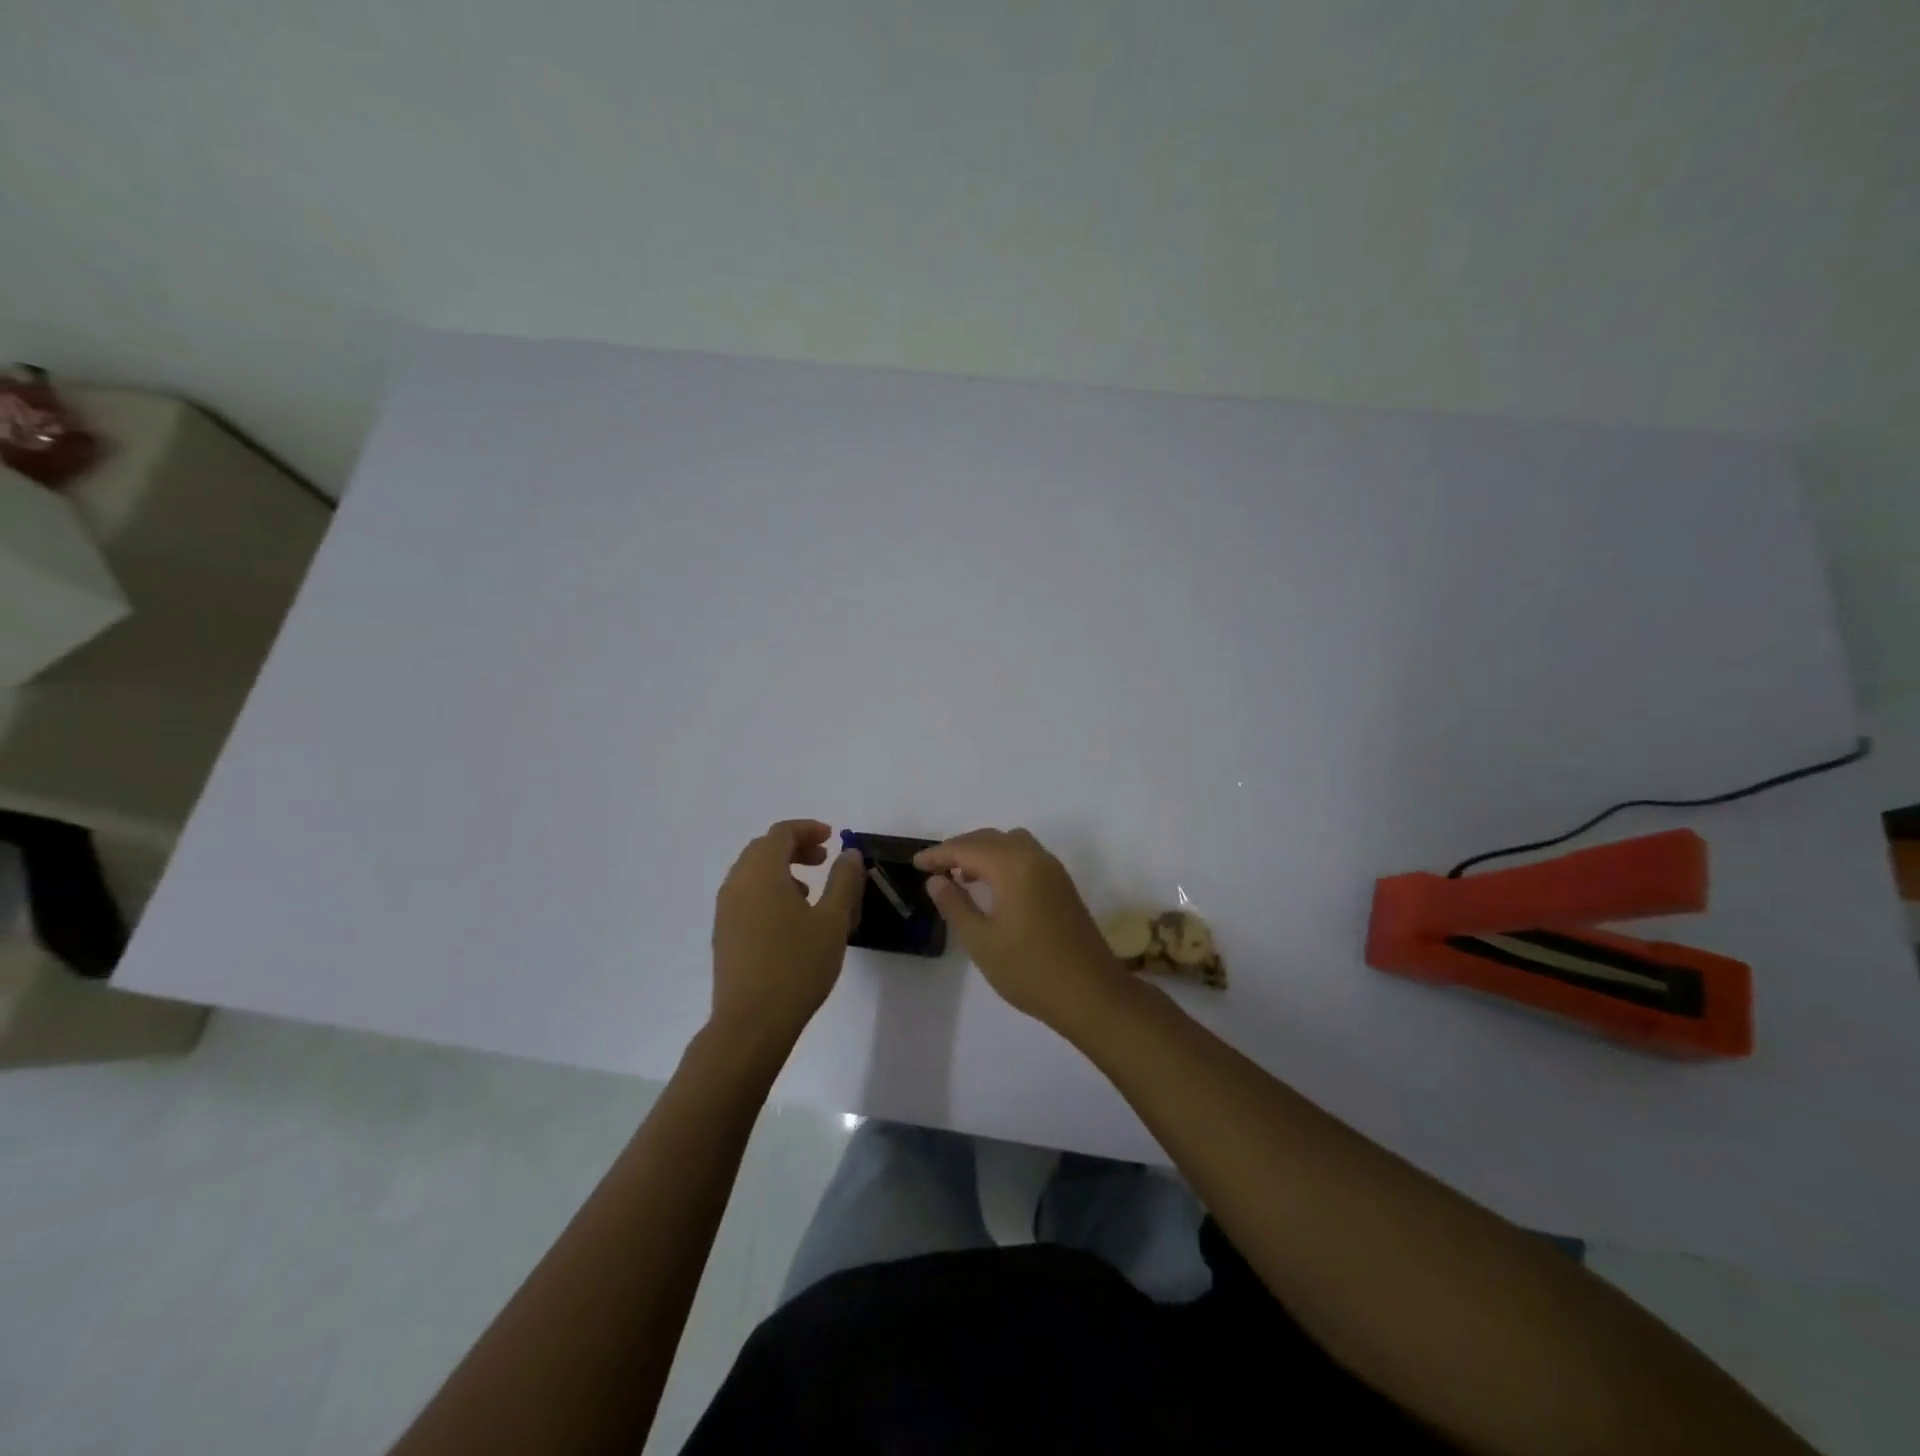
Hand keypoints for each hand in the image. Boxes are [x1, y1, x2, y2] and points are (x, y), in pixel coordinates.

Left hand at [710, 820, 864, 1053]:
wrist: (751, 1023)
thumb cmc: (797, 966)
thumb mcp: (833, 921)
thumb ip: (843, 881)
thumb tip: (848, 853)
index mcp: (762, 874)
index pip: (781, 833)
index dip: (808, 829)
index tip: (833, 838)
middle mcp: (737, 884)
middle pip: (763, 848)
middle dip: (794, 846)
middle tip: (824, 858)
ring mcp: (725, 910)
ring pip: (752, 872)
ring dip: (781, 868)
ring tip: (810, 889)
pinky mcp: (724, 933)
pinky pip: (745, 894)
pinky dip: (768, 889)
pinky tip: (790, 918)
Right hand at [914, 828, 1129, 1031]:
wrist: (1092, 994)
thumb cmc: (1030, 970)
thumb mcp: (982, 941)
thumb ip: (956, 905)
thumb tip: (937, 880)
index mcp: (1013, 866)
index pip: (967, 847)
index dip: (939, 853)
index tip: (916, 863)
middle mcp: (1035, 858)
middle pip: (991, 839)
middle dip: (960, 848)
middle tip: (935, 869)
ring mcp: (1054, 870)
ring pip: (1012, 844)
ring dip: (985, 851)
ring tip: (963, 876)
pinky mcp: (1063, 886)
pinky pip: (1027, 856)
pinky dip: (1004, 860)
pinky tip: (993, 887)